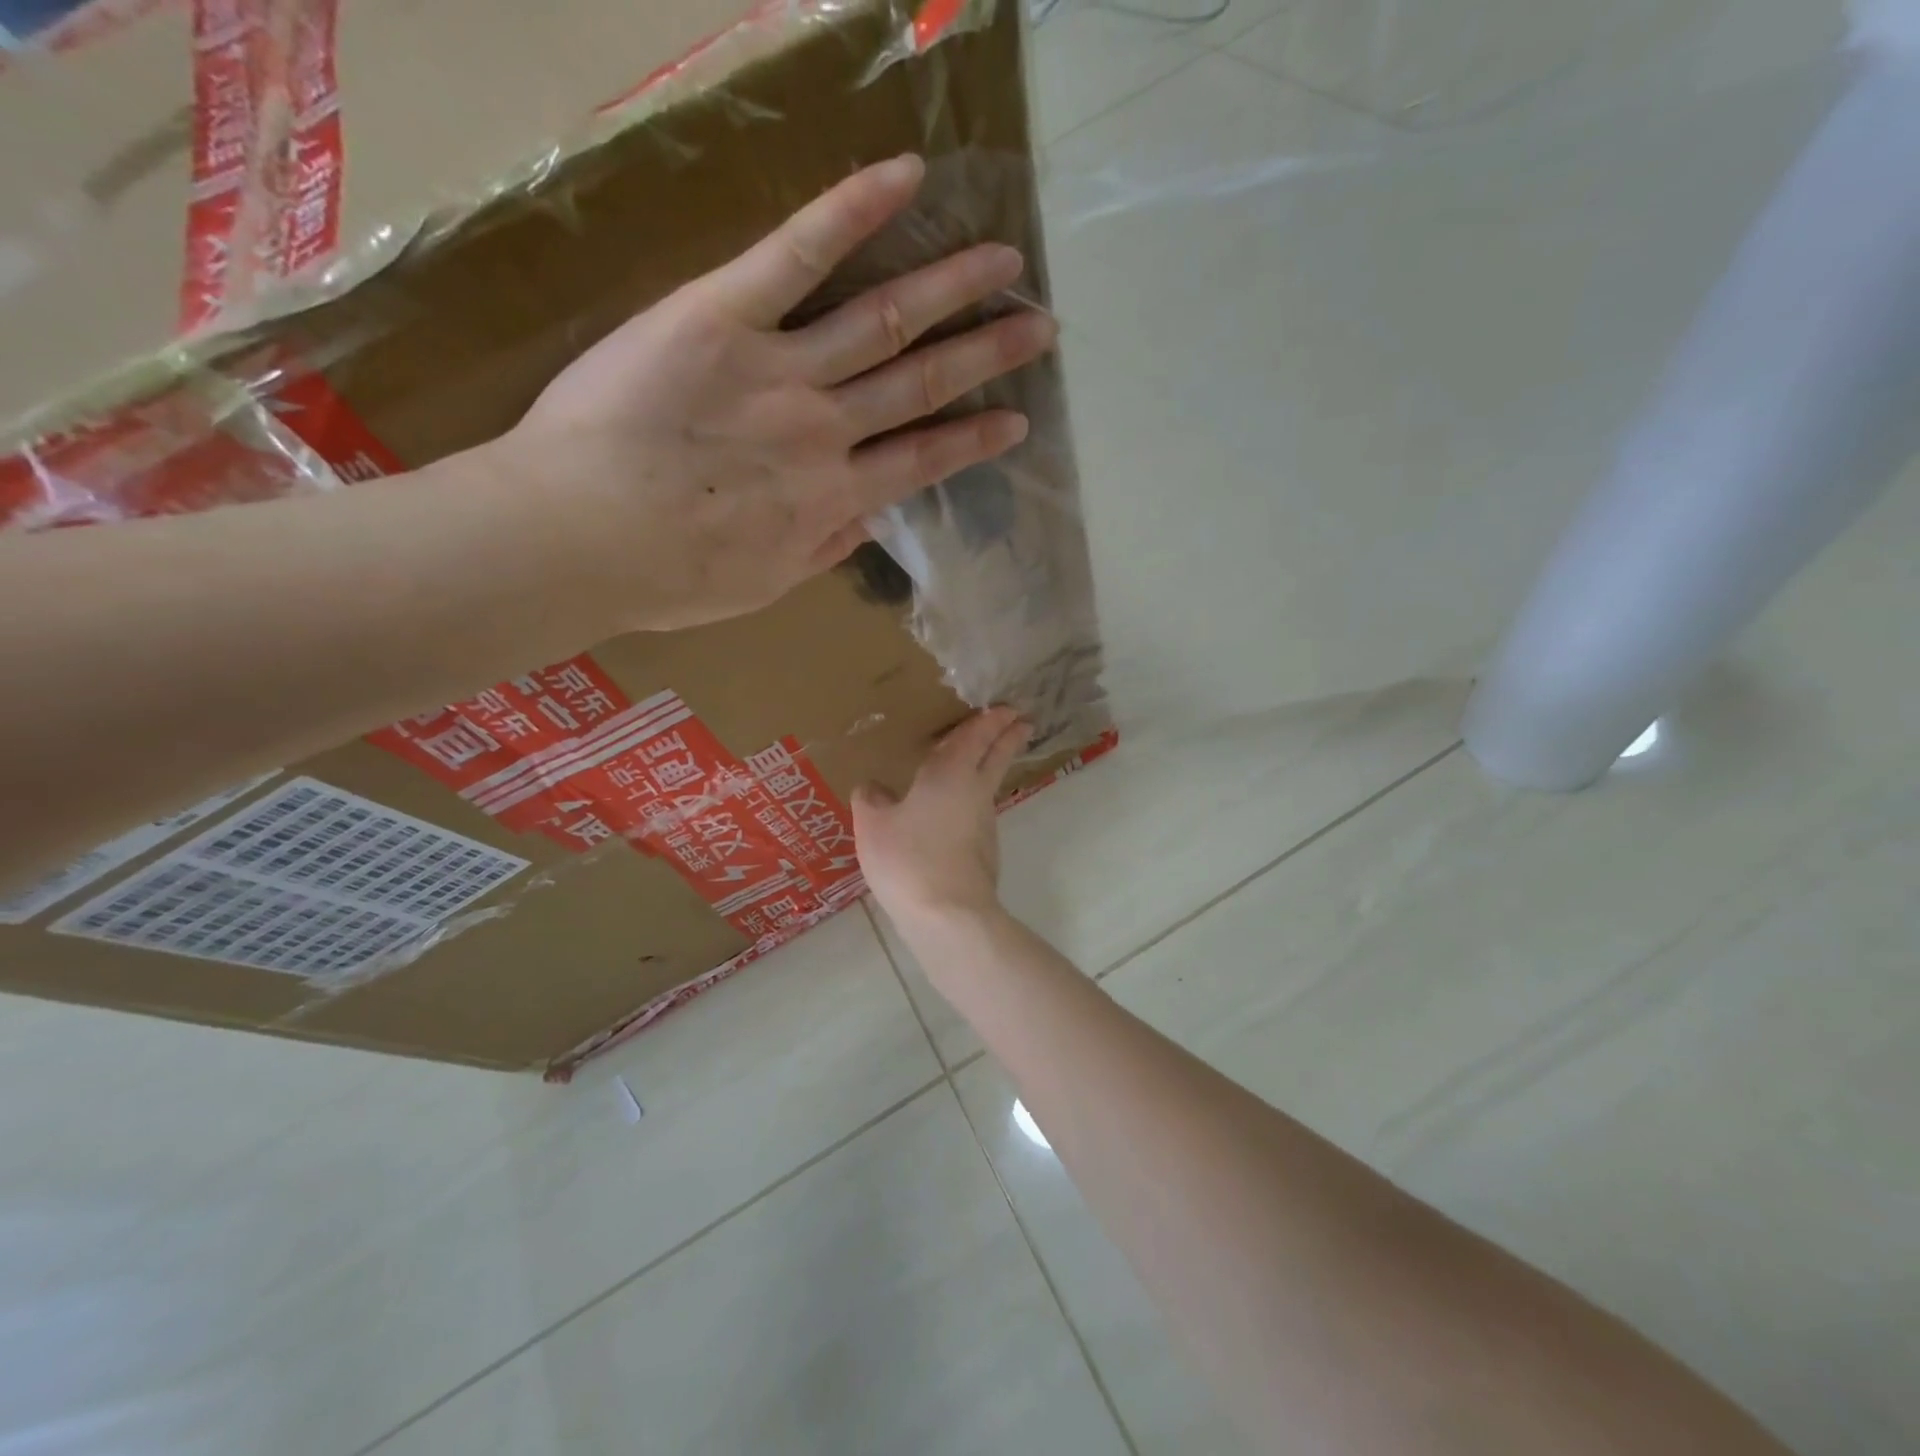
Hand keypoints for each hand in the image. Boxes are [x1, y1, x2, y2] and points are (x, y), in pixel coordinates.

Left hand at [498, 154, 1056, 632]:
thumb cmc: (668, 578)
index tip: (1015, 422)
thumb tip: (865, 523)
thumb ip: (821, 551)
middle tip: (1038, 325)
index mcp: (831, 499)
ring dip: (949, 286)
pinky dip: (852, 214)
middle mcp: (824, 431)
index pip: (921, 463)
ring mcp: (780, 369)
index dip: (972, 441)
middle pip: (920, 383)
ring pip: (882, 319)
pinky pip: (796, 256)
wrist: (579, 537)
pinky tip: (905, 179)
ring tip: (1003, 259)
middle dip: (985, 354)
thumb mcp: (763, 586)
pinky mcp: (722, 315)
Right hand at [852, 706, 1030, 922]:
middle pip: (997, 756)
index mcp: (951, 772)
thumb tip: (873, 787)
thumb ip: (871, 799)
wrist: (948, 915)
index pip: (975, 737)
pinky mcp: (984, 851)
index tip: (1006, 708)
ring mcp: (984, 823)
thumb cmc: (909, 858)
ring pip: (989, 784)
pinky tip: (953, 811)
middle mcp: (975, 791)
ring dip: (992, 766)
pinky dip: (972, 799)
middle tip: (1022, 721)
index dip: (990, 720)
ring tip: (980, 761)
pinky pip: (977, 812)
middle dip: (1009, 736)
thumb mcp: (873, 825)